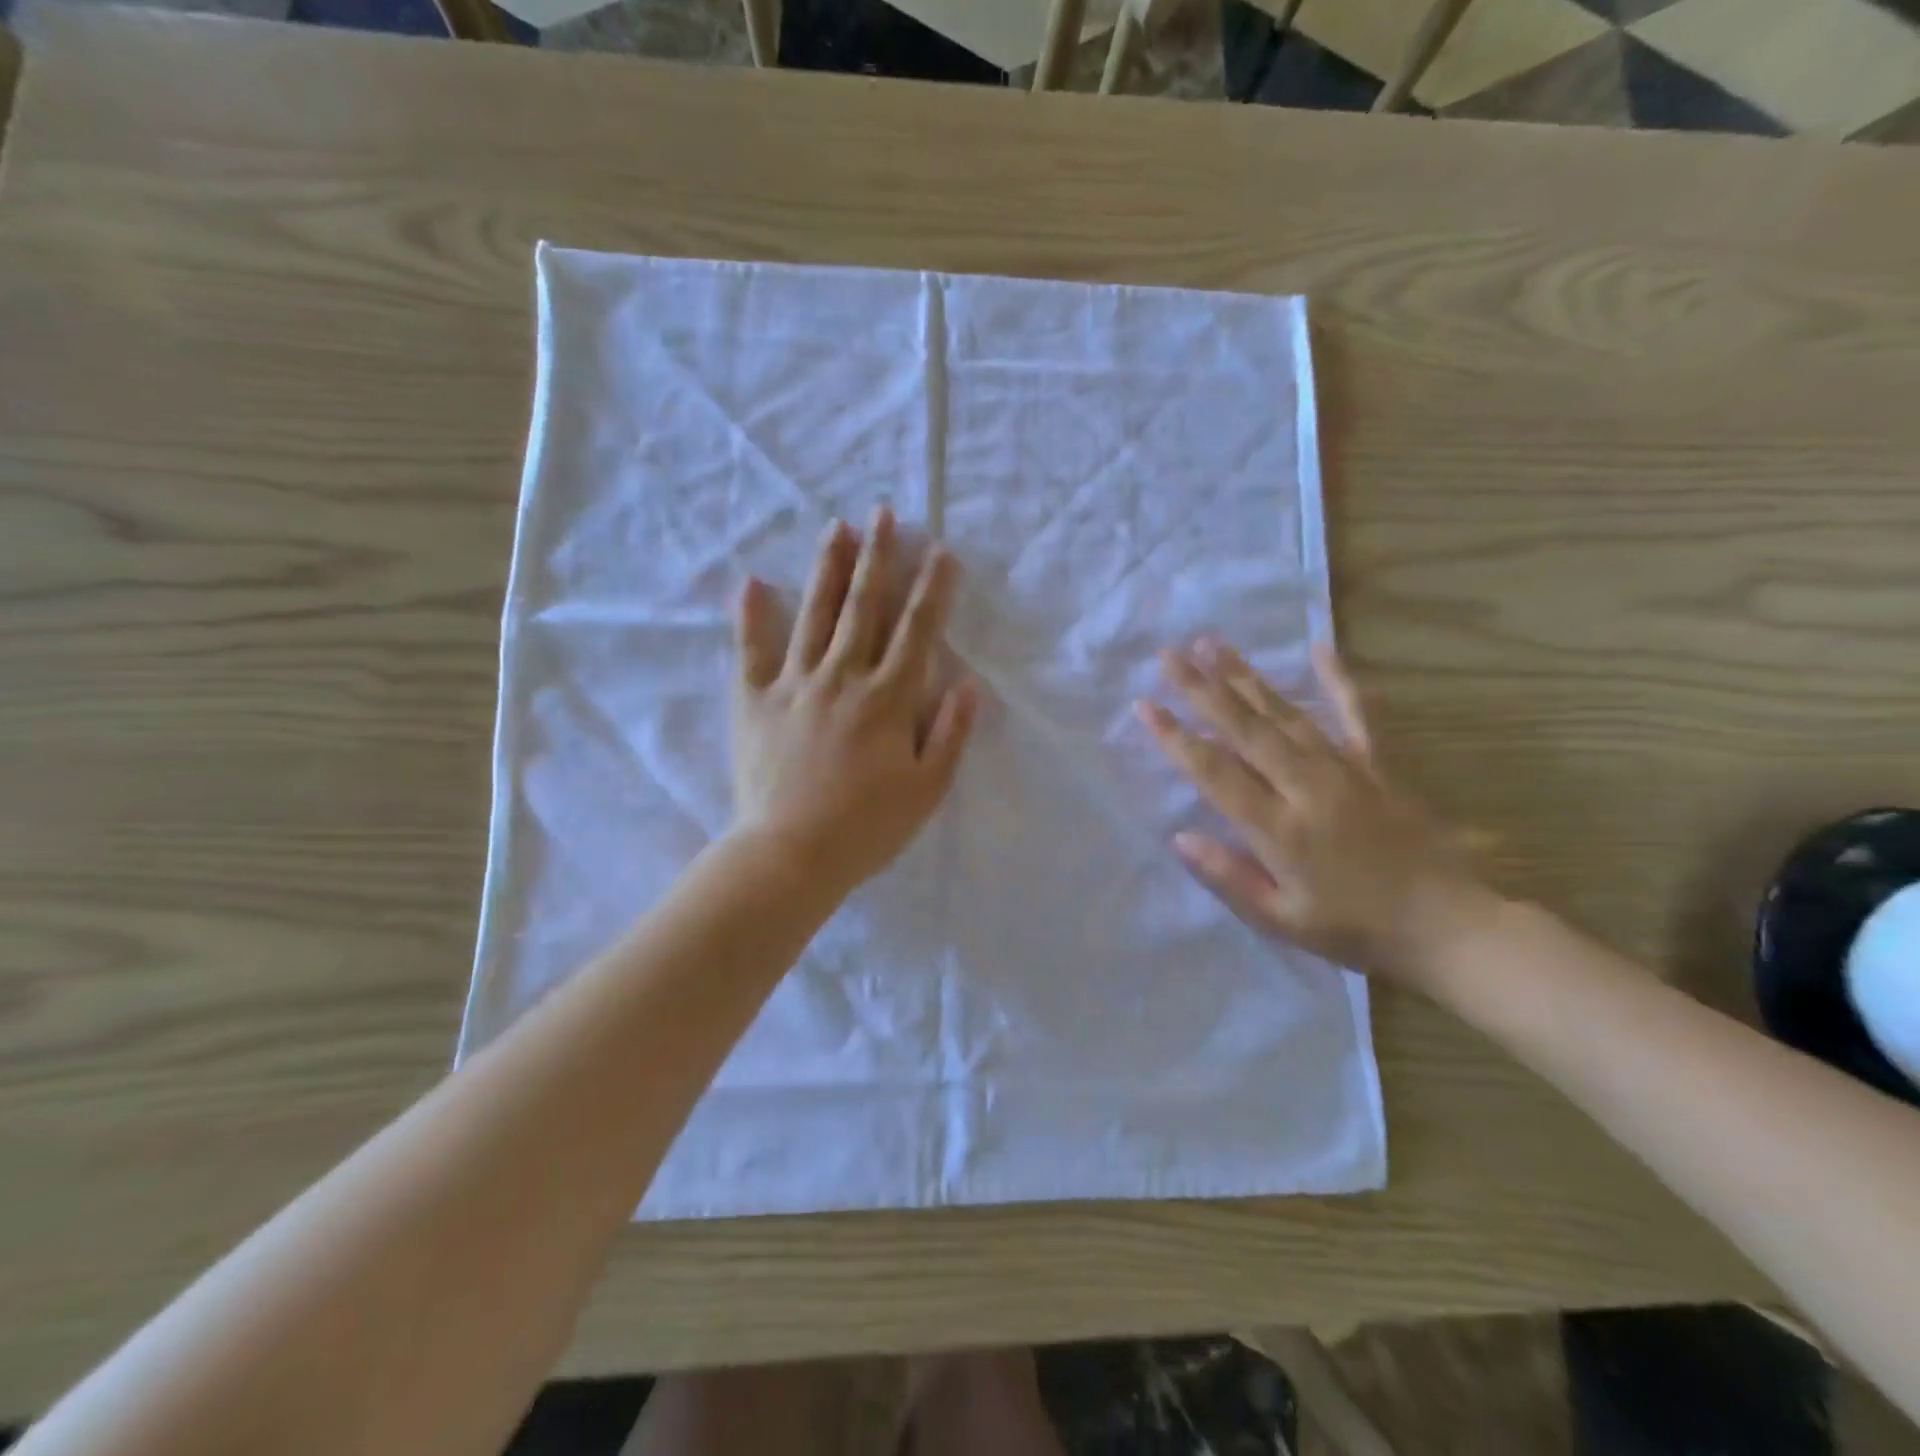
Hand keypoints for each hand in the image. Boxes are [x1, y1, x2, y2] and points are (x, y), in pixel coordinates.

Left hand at [730, 505, 976, 893]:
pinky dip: (750, 616)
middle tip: (883, 513)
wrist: (790, 856)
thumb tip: (966, 682)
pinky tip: (751, 581)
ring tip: (837, 528)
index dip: (932, 589)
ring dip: (827, 568)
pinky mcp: (754, 701)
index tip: (940, 552)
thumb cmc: (867, 828)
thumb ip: (950, 734)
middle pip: (864, 607)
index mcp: (888, 699)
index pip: (916, 631)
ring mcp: (794, 684)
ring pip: (814, 614)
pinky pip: (751, 650)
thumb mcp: (927, 790)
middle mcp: (842, 677)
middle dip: (877, 558)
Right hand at [1135, 639, 1498, 985]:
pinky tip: (1319, 647)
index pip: (1215, 772)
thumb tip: (1180, 837)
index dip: (1177, 738)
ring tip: (1214, 644)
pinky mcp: (1377, 765)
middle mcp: (1306, 787)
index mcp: (1279, 828)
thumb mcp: (1283, 920)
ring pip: (1286, 713)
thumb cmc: (1355, 930)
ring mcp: (1345, 770)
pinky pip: (1356, 713)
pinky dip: (1338, 679)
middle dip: (1203, 690)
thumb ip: (1229, 877)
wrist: (1448, 926)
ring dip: (1246, 677)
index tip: (1145, 706)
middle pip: (1245, 729)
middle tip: (1170, 655)